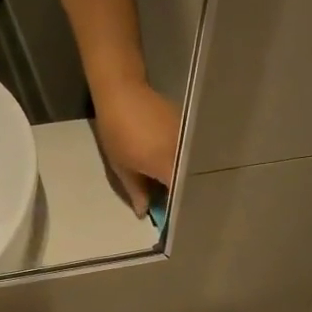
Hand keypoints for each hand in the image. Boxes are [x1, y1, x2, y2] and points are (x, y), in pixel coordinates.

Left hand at [91, 79, 180, 215]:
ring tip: (177, 190)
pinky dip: (186, 164)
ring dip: (187, 179)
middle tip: (177, 207)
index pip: (182, 196)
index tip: (174, 220)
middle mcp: (186, 154)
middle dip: (186, 196)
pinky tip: (177, 169)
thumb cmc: (118, 132)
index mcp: (169, 166)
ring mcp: (190, 139)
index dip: (179, 209)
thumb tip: (144, 212)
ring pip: (194, 167)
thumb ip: (137, 191)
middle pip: (192, 182)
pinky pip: (192, 153)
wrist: (123, 92)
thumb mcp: (123, 167)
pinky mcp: (189, 127)